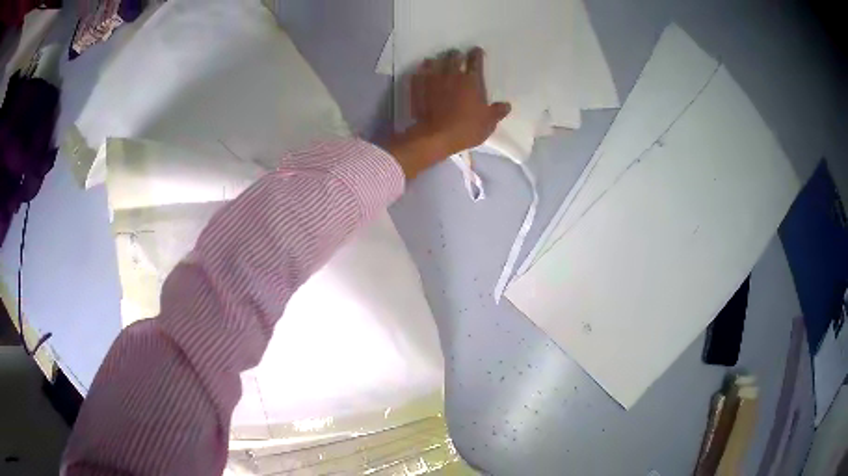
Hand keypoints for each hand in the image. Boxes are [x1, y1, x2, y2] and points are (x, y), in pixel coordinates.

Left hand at [386, 47, 510, 179]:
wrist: (435, 135)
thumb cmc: (466, 128)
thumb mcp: (488, 123)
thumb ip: (497, 112)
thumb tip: (506, 105)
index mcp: (471, 80)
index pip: (475, 61)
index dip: (476, 54)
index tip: (477, 51)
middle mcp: (452, 75)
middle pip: (454, 57)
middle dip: (457, 55)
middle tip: (458, 56)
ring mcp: (433, 79)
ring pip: (435, 61)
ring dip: (439, 60)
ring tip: (440, 62)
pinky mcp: (418, 87)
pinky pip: (419, 72)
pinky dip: (423, 70)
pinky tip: (423, 72)